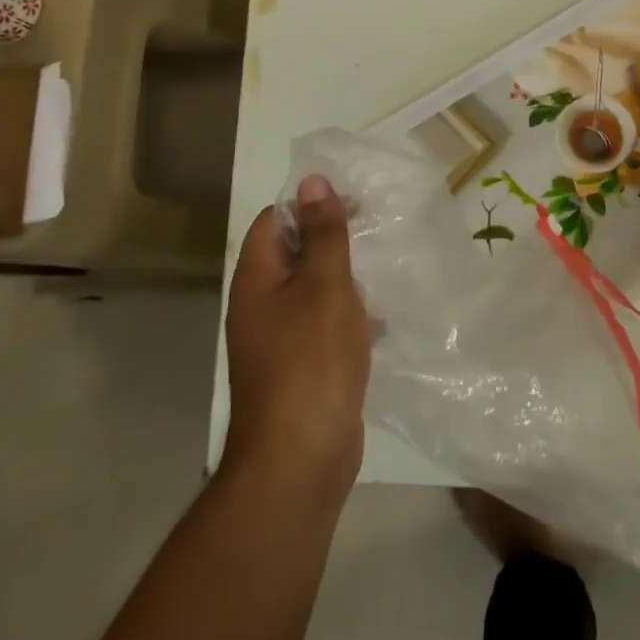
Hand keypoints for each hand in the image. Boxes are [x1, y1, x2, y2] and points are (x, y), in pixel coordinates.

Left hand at [223, 175, 371, 501]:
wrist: (300, 458)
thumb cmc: (312, 360)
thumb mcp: (325, 286)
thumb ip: (323, 234)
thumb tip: (312, 181)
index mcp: (257, 280)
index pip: (273, 221)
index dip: (309, 204)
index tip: (353, 202)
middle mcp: (260, 305)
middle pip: (293, 254)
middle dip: (332, 239)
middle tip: (375, 230)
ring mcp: (279, 340)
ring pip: (312, 290)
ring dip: (344, 277)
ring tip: (382, 268)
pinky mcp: (301, 367)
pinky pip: (324, 325)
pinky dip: (349, 316)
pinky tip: (380, 321)